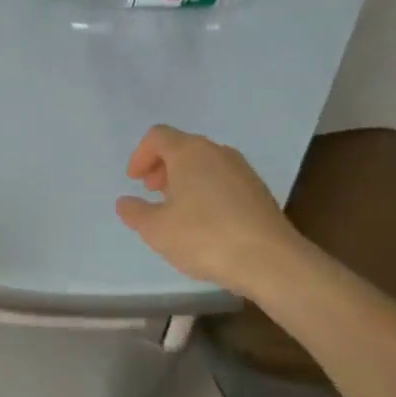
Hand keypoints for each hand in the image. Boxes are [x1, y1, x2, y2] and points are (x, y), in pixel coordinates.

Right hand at [115, 125, 299, 295]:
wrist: (270, 260)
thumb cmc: (204, 237)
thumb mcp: (156, 229)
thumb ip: (135, 212)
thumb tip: (125, 202)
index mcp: (189, 152)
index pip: (158, 136)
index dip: (140, 155)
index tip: (134, 181)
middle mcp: (217, 152)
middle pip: (183, 147)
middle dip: (162, 167)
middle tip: (152, 192)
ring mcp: (242, 170)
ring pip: (205, 163)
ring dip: (185, 179)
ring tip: (177, 210)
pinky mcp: (259, 191)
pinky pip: (223, 180)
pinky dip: (206, 190)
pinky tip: (205, 222)